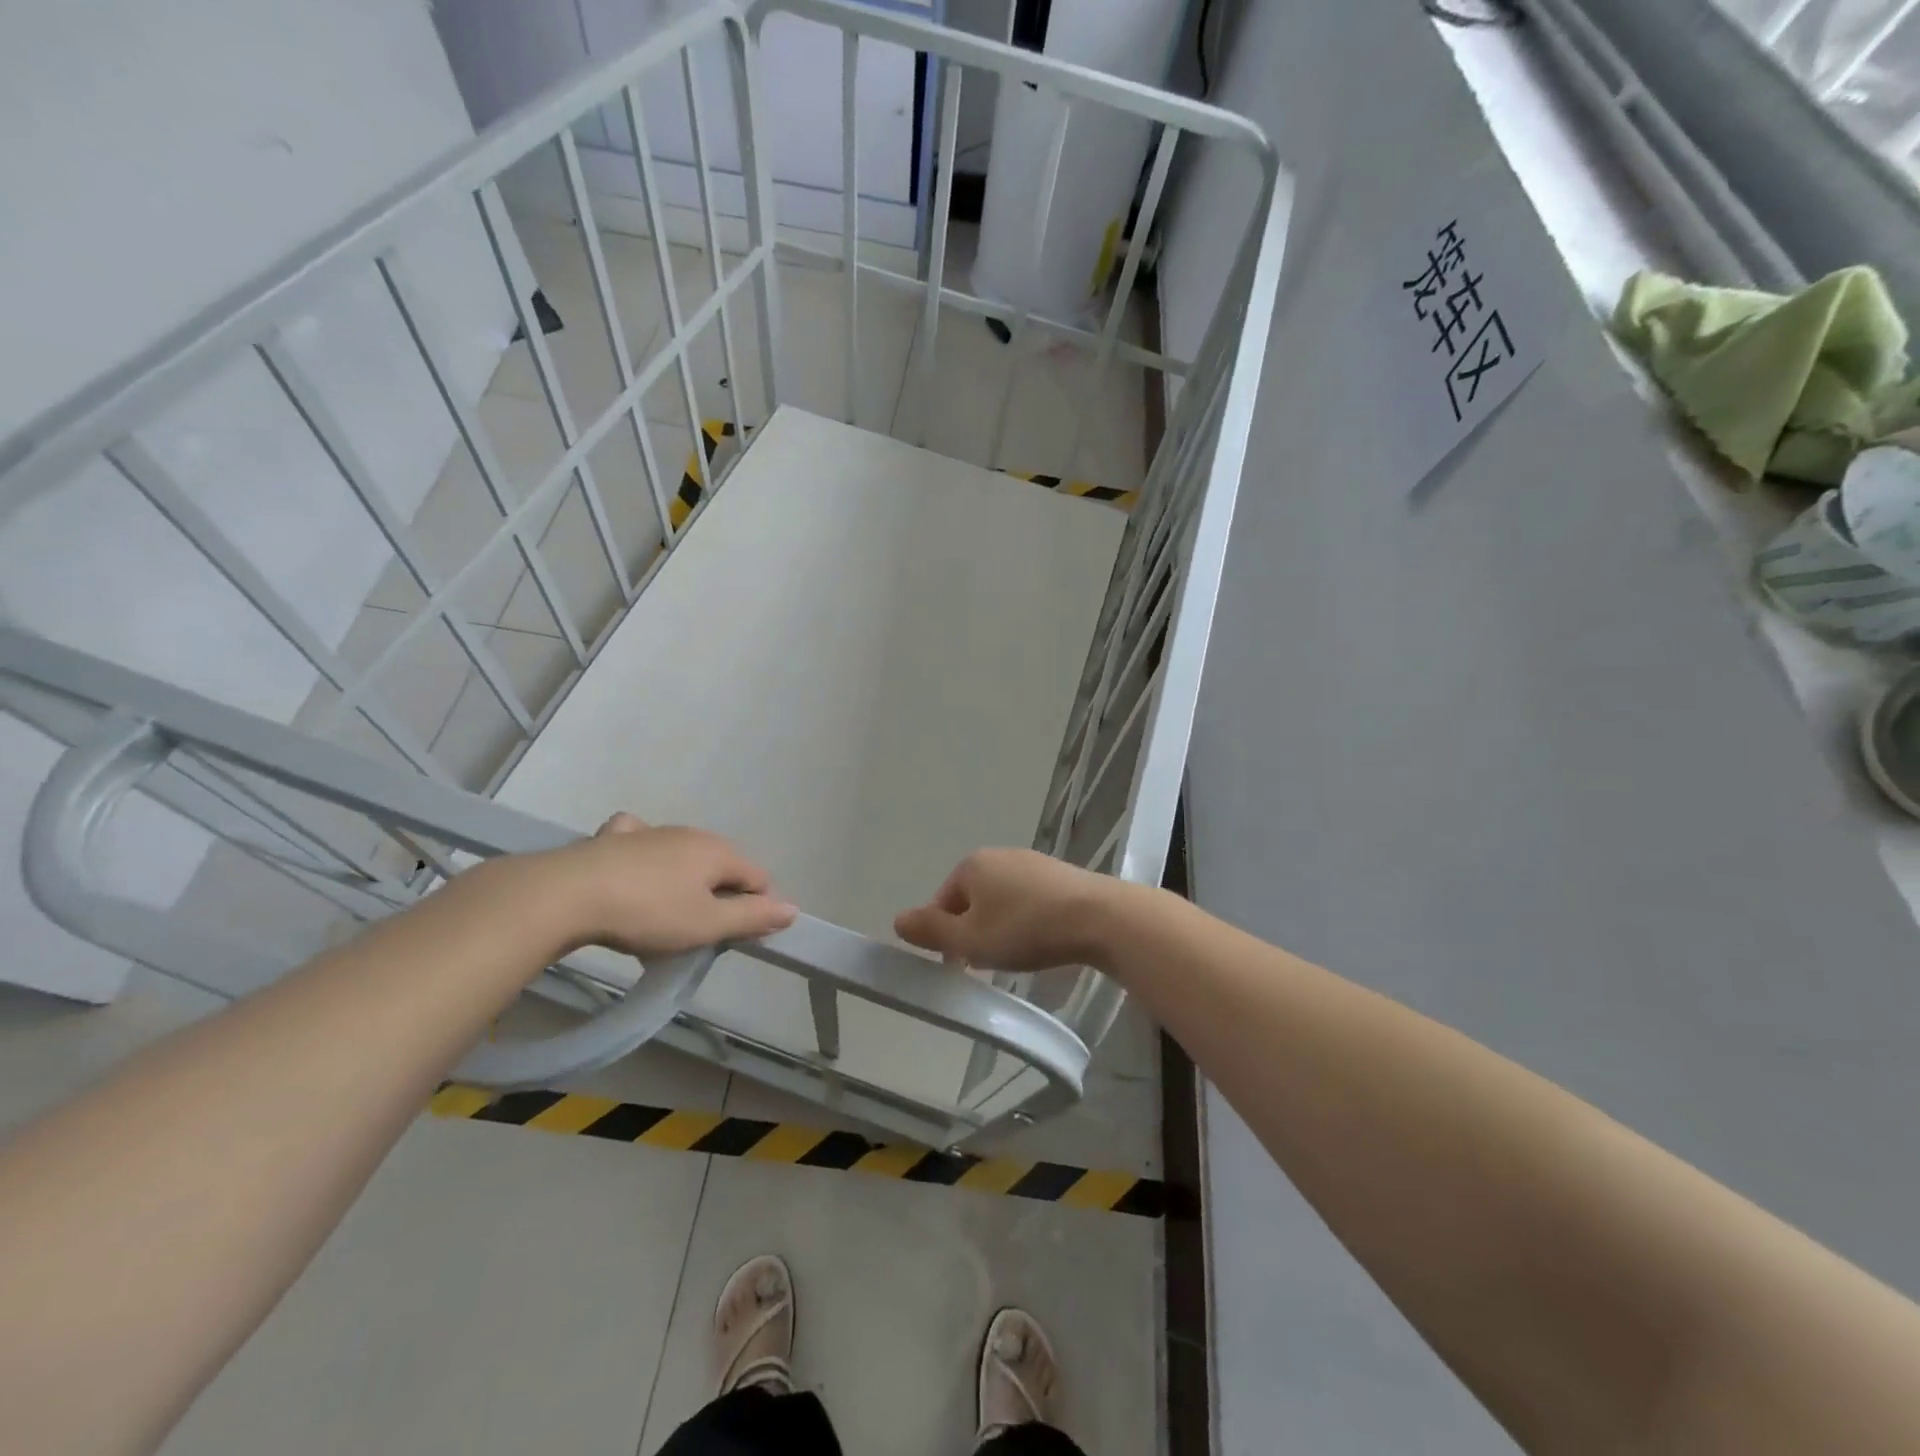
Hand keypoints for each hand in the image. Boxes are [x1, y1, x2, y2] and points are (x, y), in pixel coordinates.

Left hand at [557, 813, 796, 956]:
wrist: (568, 894)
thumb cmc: (649, 912)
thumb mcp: (707, 925)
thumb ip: (752, 917)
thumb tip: (793, 909)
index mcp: (718, 852)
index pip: (757, 879)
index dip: (755, 910)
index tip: (731, 939)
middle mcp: (691, 834)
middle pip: (721, 868)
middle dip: (719, 898)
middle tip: (696, 935)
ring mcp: (651, 831)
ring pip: (683, 857)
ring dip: (684, 884)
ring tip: (661, 918)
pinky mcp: (614, 837)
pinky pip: (642, 843)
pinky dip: (645, 857)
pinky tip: (632, 871)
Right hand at [894, 848, 1126, 971]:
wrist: (1099, 917)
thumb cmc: (1025, 929)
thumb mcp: (970, 939)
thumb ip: (931, 931)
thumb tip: (897, 919)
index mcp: (972, 865)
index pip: (942, 902)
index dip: (945, 936)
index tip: (961, 965)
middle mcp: (1000, 855)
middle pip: (972, 899)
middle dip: (974, 930)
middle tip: (988, 962)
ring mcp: (1033, 862)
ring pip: (1002, 900)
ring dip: (1001, 926)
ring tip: (1017, 954)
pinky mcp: (1061, 875)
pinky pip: (1030, 900)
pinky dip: (1028, 920)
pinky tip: (1042, 940)